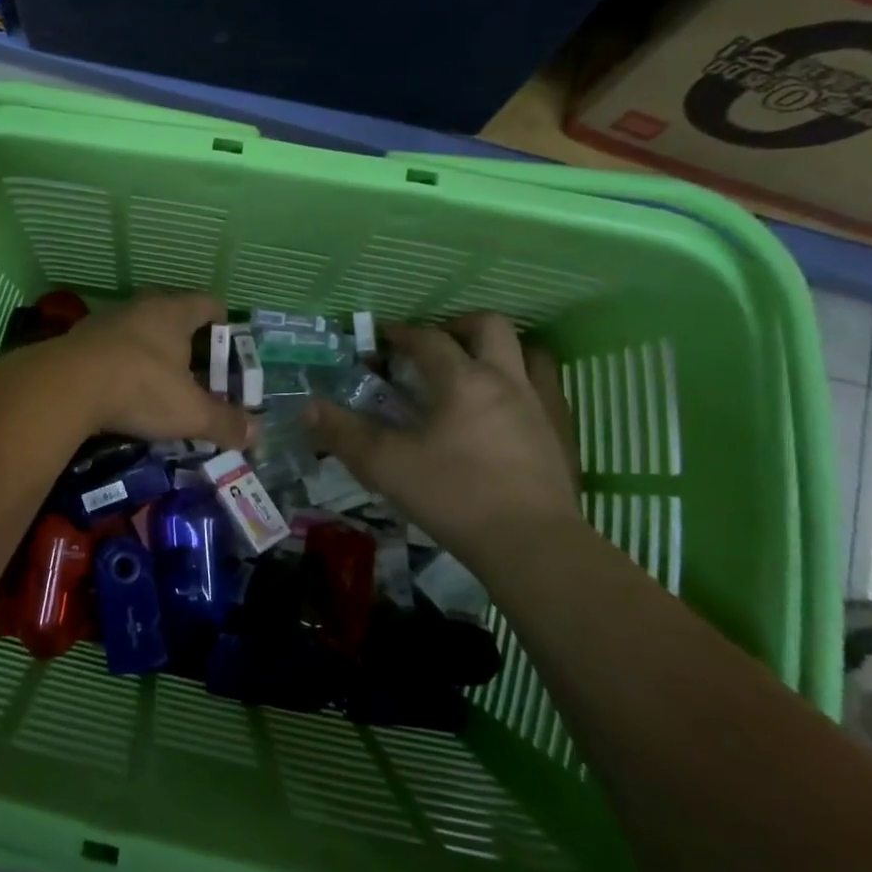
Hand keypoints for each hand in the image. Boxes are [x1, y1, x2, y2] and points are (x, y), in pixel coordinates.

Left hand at [45, 291, 253, 449]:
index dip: (223, 320)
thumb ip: (224, 423)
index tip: (230, 341)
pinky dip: (119, 364)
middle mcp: (140, 307)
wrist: (65, 386)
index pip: (208, 303)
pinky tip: (120, 390)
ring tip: (158, 382)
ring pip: (137, 330)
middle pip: (171, 314)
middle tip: (197, 368)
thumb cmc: (140, 388)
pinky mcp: (77, 341)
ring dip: (149, 352)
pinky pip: (109, 348)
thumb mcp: (190, 412)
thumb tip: (257, 436)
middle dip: (185, 339)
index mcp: (173, 312)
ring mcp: (105, 321)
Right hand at [306, 312, 583, 559]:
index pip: (428, 339)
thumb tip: (308, 407)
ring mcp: (541, 406)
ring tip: (476, 371)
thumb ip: (344, 434)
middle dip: (458, 326)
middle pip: (490, 327)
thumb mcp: (386, 466)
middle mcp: (506, 380)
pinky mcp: (563, 435)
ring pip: (529, 353)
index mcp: (462, 380)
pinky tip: (509, 411)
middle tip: (435, 347)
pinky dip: (526, 386)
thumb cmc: (454, 496)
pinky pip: (549, 391)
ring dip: (500, 351)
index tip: (382, 339)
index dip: (401, 333)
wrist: (533, 546)